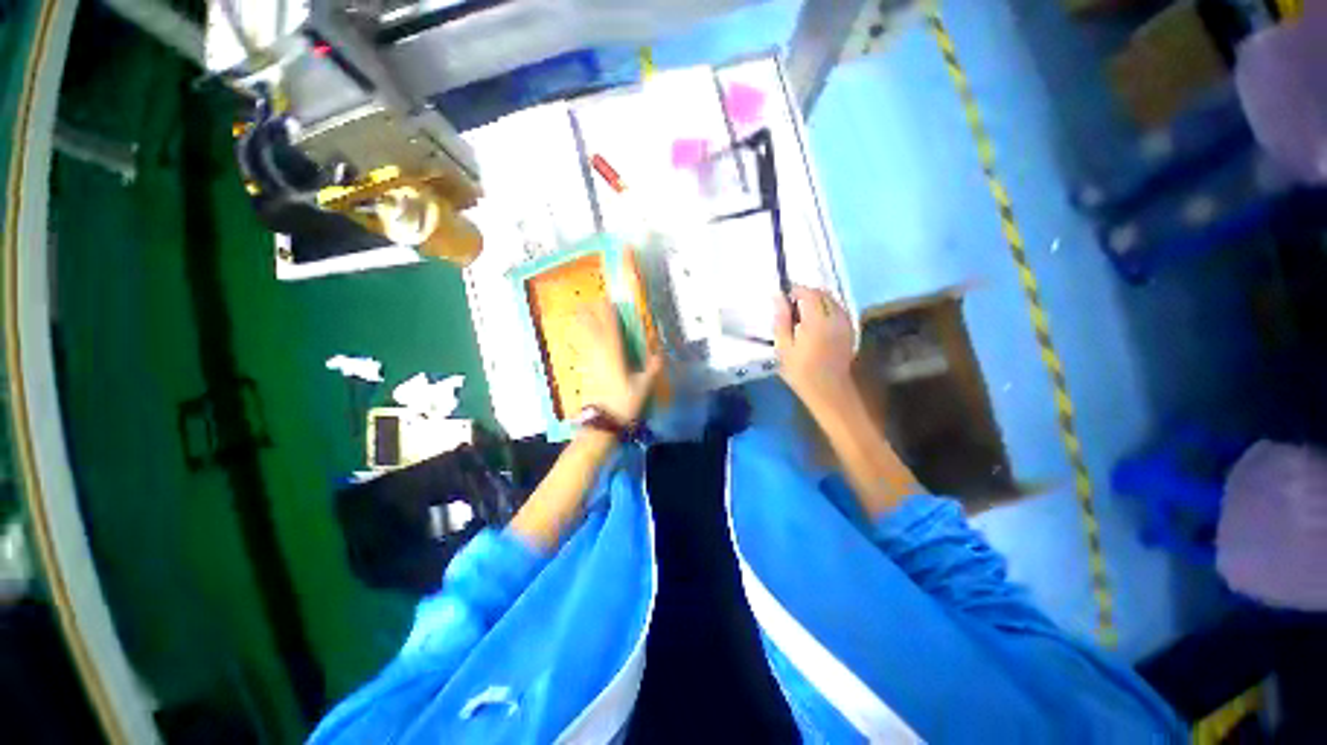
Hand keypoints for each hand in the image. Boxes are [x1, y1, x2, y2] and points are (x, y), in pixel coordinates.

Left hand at [575, 301, 663, 424]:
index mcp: (614, 354)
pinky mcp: (584, 370)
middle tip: (588, 301)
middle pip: (591, 328)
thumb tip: (660, 355)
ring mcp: (589, 361)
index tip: (607, 300)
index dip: (608, 313)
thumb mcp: (643, 386)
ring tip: (578, 312)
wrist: (602, 421)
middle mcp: (599, 354)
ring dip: (581, 323)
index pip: (610, 328)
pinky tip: (576, 336)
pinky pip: (580, 348)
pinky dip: (577, 338)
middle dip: (589, 313)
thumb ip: (652, 369)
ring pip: (582, 336)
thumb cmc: (624, 402)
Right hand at [773, 286, 856, 412]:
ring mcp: (845, 323)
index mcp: (817, 320)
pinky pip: (838, 310)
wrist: (828, 391)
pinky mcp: (849, 330)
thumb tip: (778, 296)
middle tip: (790, 309)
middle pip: (822, 294)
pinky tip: (815, 323)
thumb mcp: (783, 347)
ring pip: (831, 300)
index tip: (782, 299)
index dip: (795, 291)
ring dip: (816, 302)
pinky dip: (826, 309)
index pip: (808, 293)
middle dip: (805, 295)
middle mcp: (835, 317)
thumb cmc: (801, 371)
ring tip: (801, 317)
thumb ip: (781, 319)